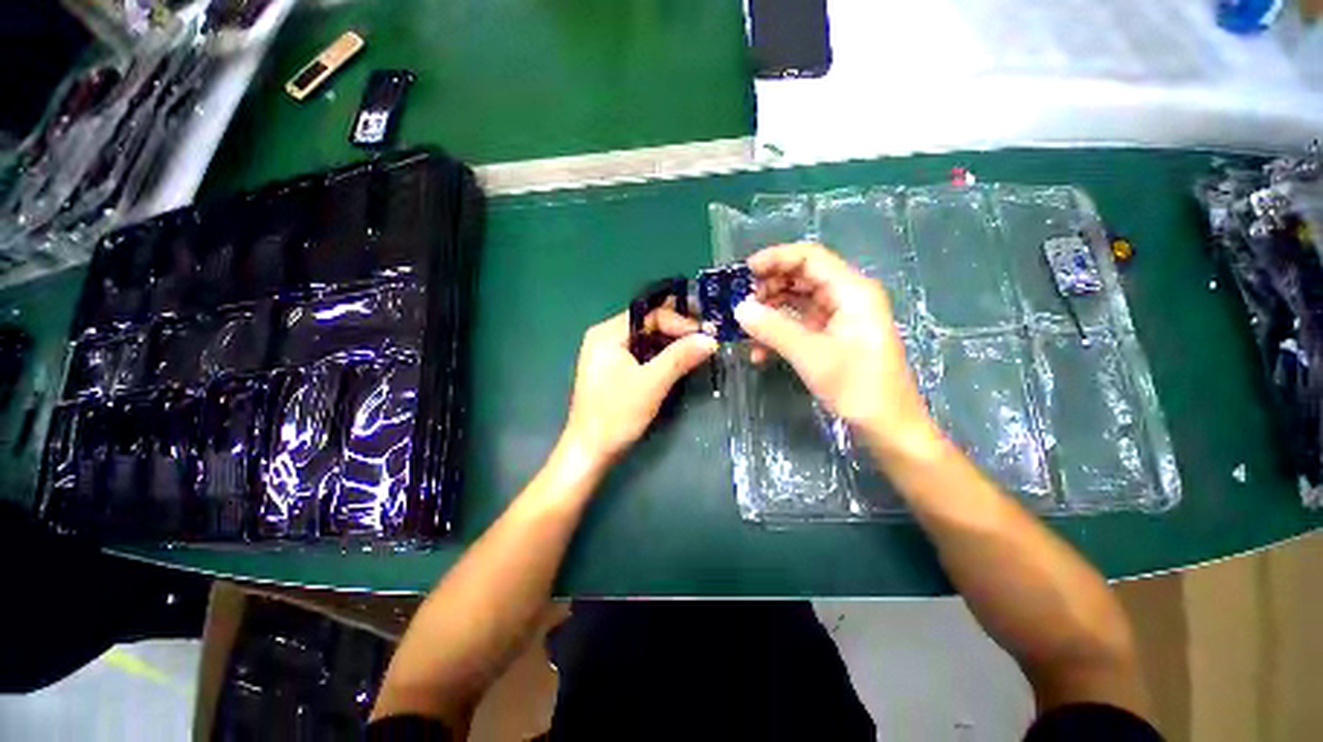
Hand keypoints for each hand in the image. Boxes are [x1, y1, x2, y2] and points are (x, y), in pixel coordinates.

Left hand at [561, 305, 717, 466]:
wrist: (590, 452)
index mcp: (607, 334)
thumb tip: (710, 338)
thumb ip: (680, 357)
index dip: (680, 321)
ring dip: (672, 344)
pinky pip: (643, 355)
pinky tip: (680, 362)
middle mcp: (606, 338)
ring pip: (647, 341)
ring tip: (699, 348)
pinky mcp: (614, 371)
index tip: (706, 334)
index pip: (650, 315)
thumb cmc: (616, 415)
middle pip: (648, 325)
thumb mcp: (651, 383)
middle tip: (707, 339)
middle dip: (678, 331)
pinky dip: (662, 357)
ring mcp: (609, 355)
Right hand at [734, 242, 941, 459]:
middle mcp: (846, 297)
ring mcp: (839, 318)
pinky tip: (759, 354)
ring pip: (796, 303)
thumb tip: (738, 309)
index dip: (775, 259)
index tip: (743, 273)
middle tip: (740, 305)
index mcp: (851, 290)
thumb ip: (773, 328)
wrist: (887, 427)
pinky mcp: (832, 338)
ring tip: (745, 330)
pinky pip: (799, 326)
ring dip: (770, 314)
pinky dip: (778, 334)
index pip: (809, 258)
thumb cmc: (857, 386)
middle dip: (768, 289)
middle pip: (801, 278)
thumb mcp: (811, 355)